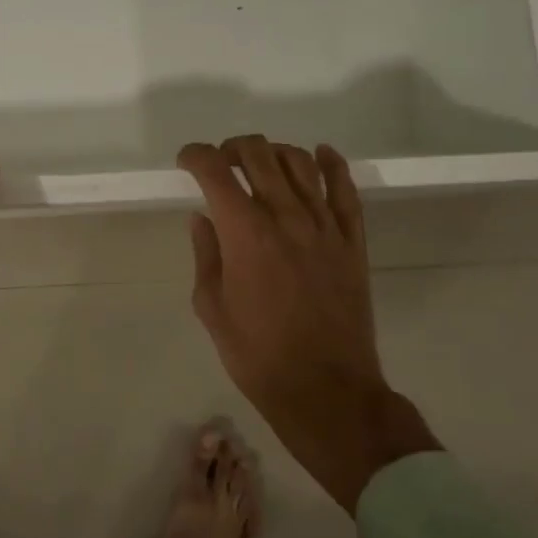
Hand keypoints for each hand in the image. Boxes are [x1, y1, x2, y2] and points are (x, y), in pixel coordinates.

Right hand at [179, 136, 439, 513]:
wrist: (326, 389)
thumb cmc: (258, 354)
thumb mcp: (212, 308)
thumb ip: (206, 254)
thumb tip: (202, 217)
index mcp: (245, 232)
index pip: (214, 170)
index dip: (195, 156)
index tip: (186, 162)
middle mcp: (285, 216)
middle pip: (258, 154)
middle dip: (232, 148)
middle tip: (221, 162)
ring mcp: (324, 225)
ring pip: (300, 162)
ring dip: (274, 152)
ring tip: (261, 162)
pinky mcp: (352, 241)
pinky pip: (346, 189)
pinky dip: (332, 164)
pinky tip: (321, 154)